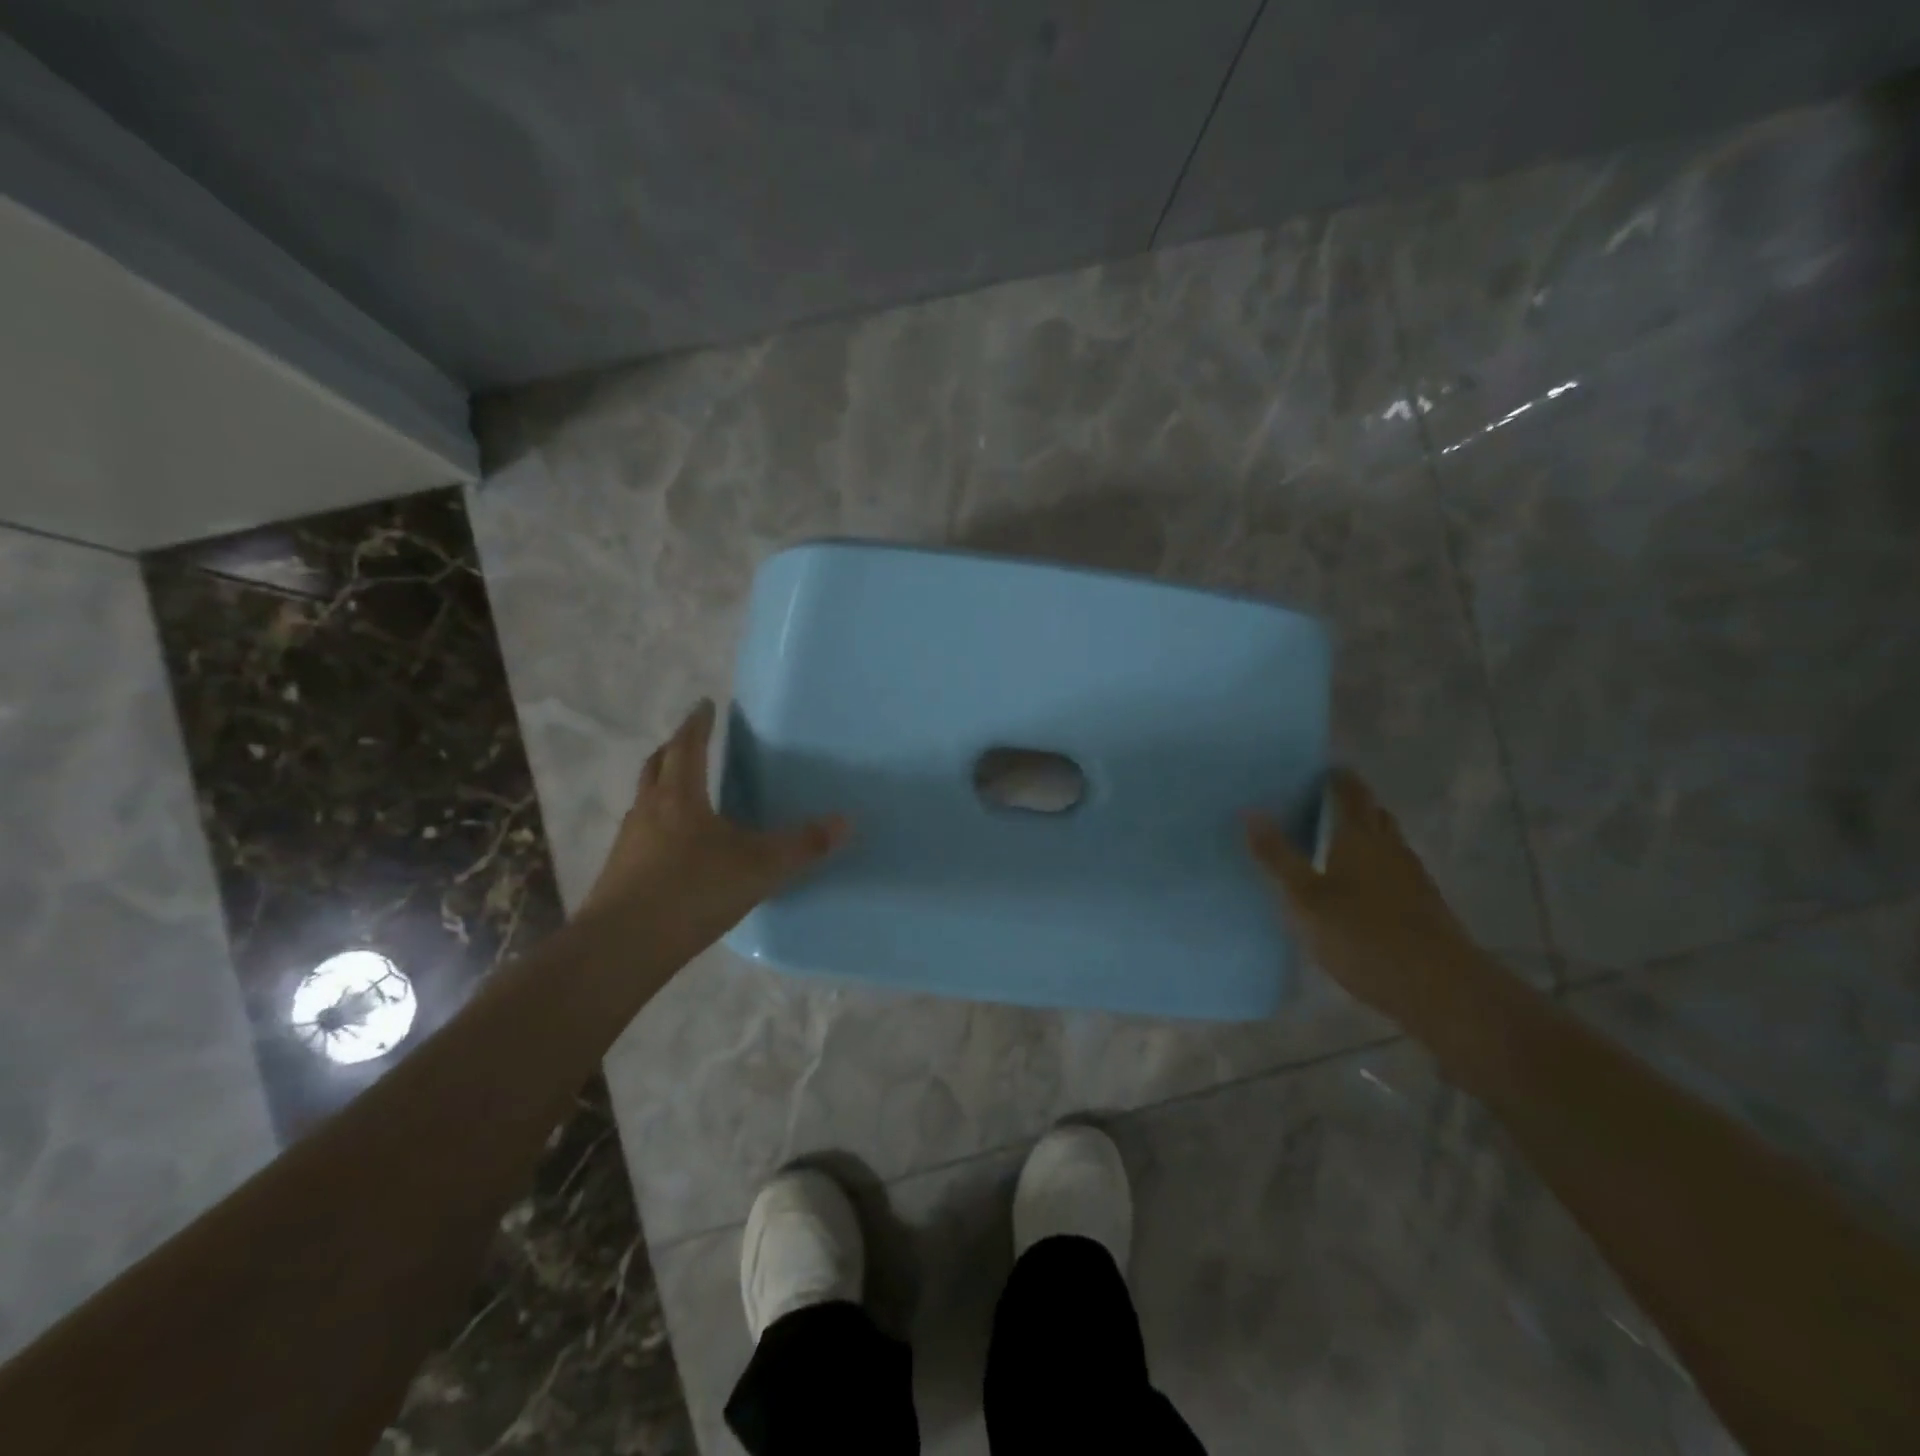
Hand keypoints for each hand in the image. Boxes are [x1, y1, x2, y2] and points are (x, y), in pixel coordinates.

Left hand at [581, 700, 848, 944]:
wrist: (622, 947)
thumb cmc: (693, 892)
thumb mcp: (760, 867)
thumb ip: (803, 845)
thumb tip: (845, 821)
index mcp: (679, 795)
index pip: (687, 745)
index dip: (698, 723)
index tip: (706, 705)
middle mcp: (649, 809)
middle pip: (657, 764)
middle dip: (675, 747)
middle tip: (693, 740)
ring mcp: (630, 840)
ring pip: (646, 798)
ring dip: (663, 784)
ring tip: (687, 790)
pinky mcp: (620, 870)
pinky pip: (642, 830)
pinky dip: (660, 822)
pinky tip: (678, 845)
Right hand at [1245, 769, 1481, 1028]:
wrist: (1439, 988)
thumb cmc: (1362, 935)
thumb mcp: (1304, 898)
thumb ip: (1277, 856)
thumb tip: (1250, 810)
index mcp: (1359, 837)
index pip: (1351, 793)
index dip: (1337, 778)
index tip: (1319, 770)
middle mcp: (1390, 848)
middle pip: (1374, 814)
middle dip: (1353, 804)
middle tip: (1322, 804)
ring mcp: (1413, 877)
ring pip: (1388, 843)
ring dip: (1366, 835)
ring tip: (1335, 843)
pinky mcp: (1425, 906)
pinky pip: (1395, 870)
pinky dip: (1376, 866)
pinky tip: (1360, 888)